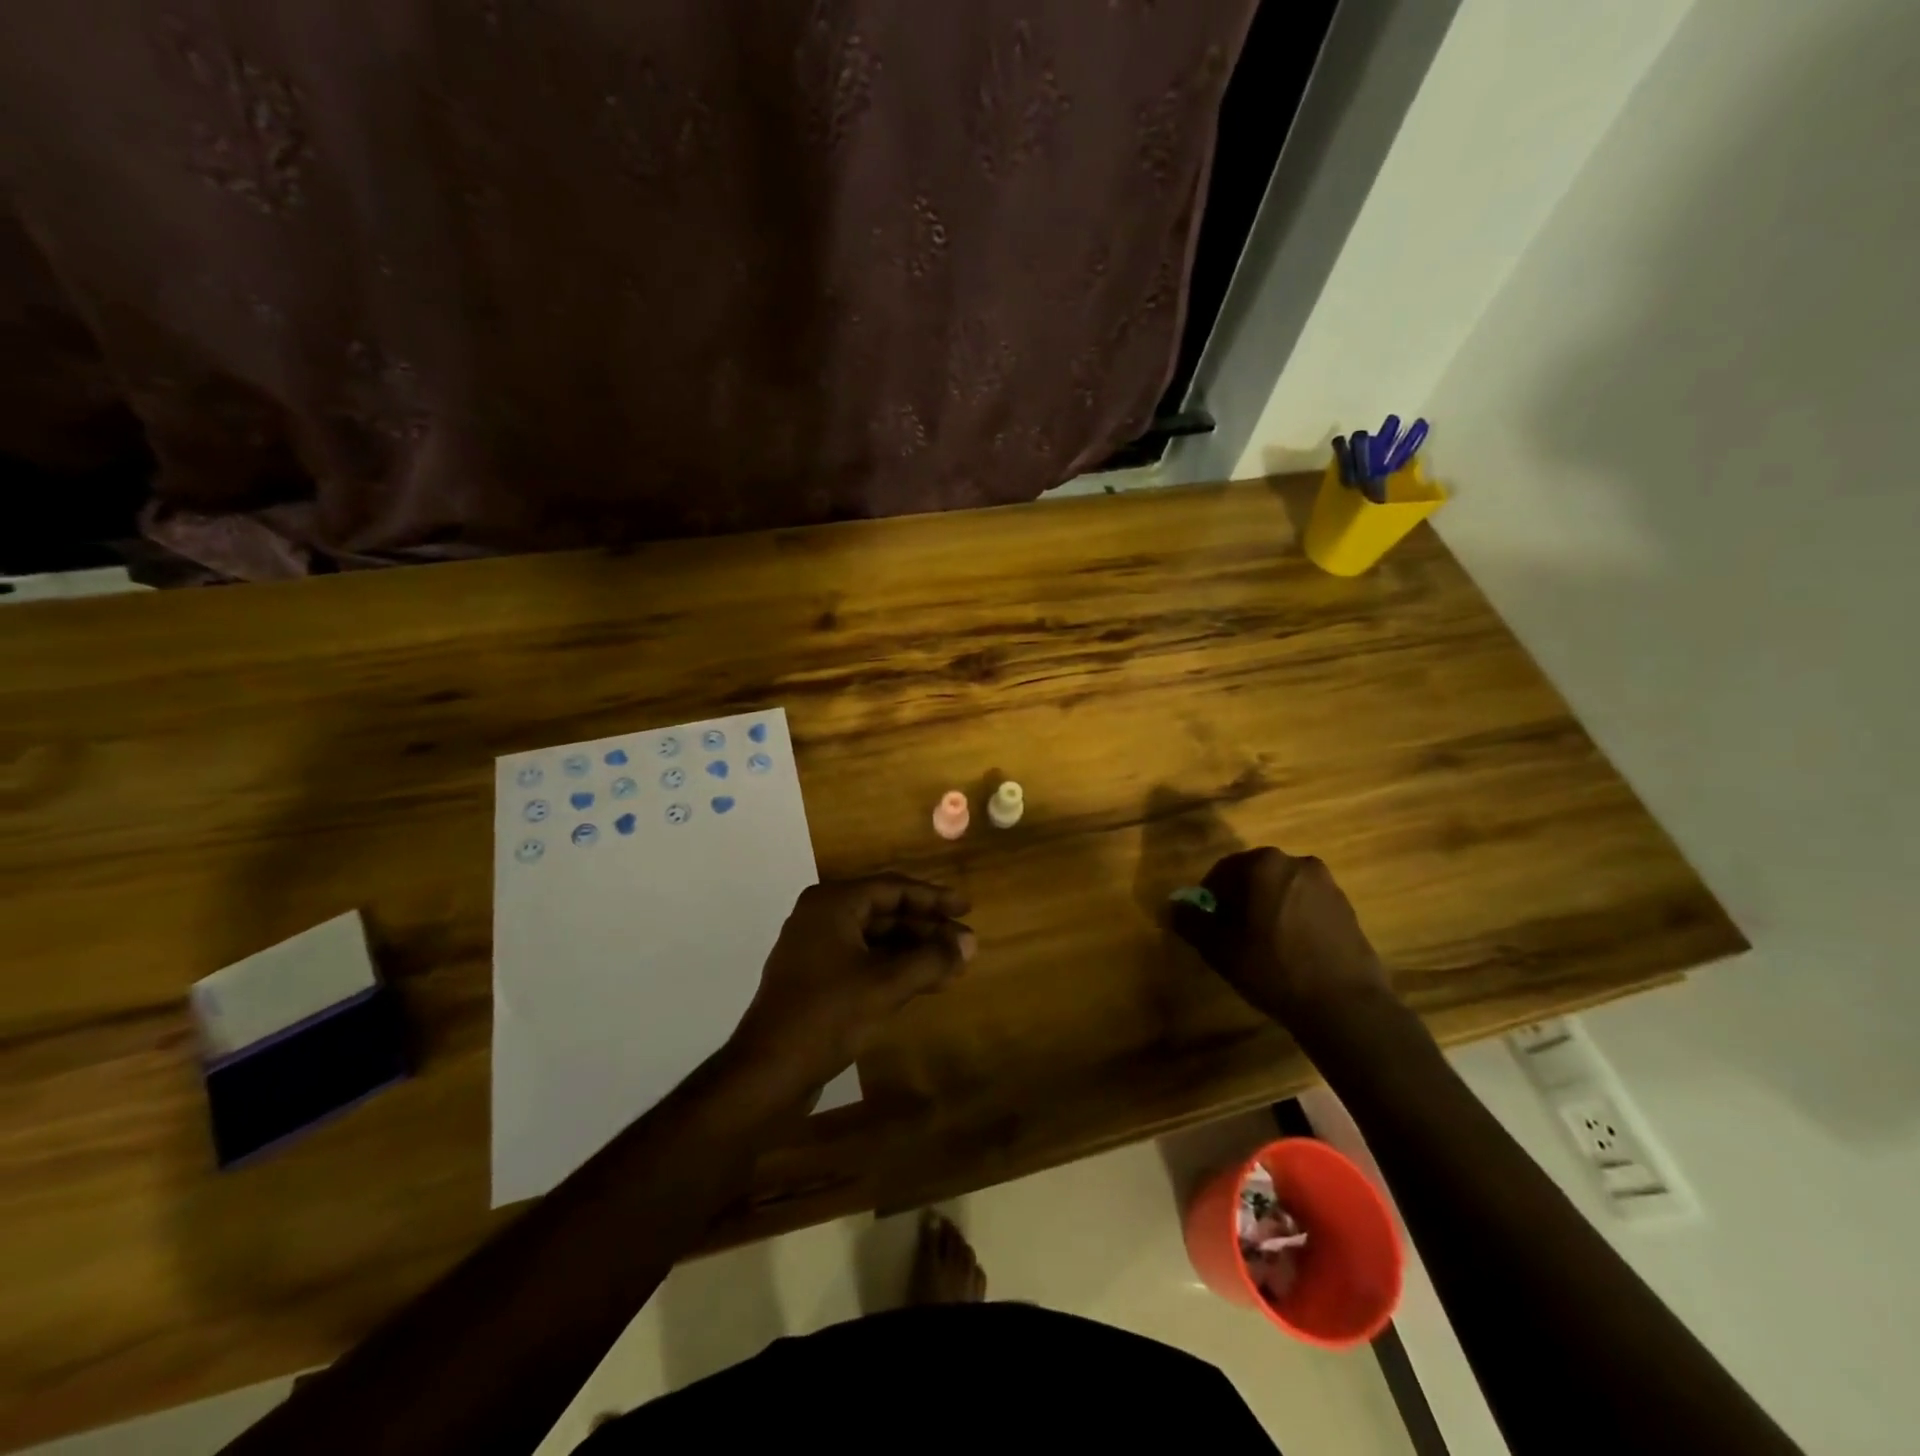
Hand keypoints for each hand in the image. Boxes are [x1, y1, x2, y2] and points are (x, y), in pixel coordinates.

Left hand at [733, 874, 974, 1092]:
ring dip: (914, 951)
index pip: (893, 888)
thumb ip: (931, 959)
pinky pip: (863, 959)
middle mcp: (821, 916)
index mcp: (833, 903)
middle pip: (885, 911)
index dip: (934, 898)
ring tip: (953, 966)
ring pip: (876, 938)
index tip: (967, 908)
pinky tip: (923, 983)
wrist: (767, 1071)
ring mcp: (815, 947)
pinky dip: (894, 968)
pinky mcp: (815, 977)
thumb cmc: (828, 1016)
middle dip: (927, 929)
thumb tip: (969, 943)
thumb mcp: (886, 985)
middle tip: (964, 944)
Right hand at [1171, 848, 1390, 1029]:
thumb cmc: (1274, 969)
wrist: (1345, 1005)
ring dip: (1268, 908)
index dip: (1210, 897)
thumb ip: (1192, 922)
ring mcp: (1327, 885)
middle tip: (1232, 933)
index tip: (1207, 923)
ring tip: (1263, 944)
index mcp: (1264, 864)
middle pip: (1256, 876)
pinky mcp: (1347, 908)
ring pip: (1283, 889)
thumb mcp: (1221, 949)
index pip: (1224, 871)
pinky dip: (1294, 918)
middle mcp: (1297, 863)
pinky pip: (1307, 904)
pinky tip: (1291, 951)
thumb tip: (1174, 906)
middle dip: (1241, 899)